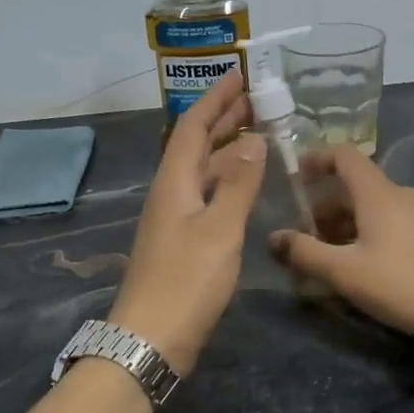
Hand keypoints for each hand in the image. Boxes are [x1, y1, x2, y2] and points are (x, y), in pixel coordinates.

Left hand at [108, 68, 266, 375]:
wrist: (152, 338)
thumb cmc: (187, 281)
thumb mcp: (219, 229)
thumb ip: (238, 184)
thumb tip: (253, 140)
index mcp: (174, 182)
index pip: (193, 125)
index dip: (216, 98)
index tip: (240, 74)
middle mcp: (170, 192)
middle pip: (195, 144)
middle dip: (224, 118)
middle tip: (258, 100)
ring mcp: (174, 218)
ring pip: (202, 170)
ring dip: (227, 148)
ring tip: (260, 134)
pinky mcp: (182, 240)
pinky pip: (207, 194)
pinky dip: (227, 180)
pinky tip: (245, 184)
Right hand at [269, 147, 413, 346]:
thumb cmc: (400, 284)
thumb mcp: (344, 272)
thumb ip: (305, 253)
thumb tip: (273, 237)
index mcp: (378, 193)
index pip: (345, 156)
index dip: (317, 159)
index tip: (295, 176)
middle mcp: (400, 194)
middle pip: (354, 186)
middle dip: (323, 206)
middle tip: (302, 235)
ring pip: (371, 207)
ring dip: (343, 224)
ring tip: (325, 256)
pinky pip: (389, 221)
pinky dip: (365, 232)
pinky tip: (358, 265)